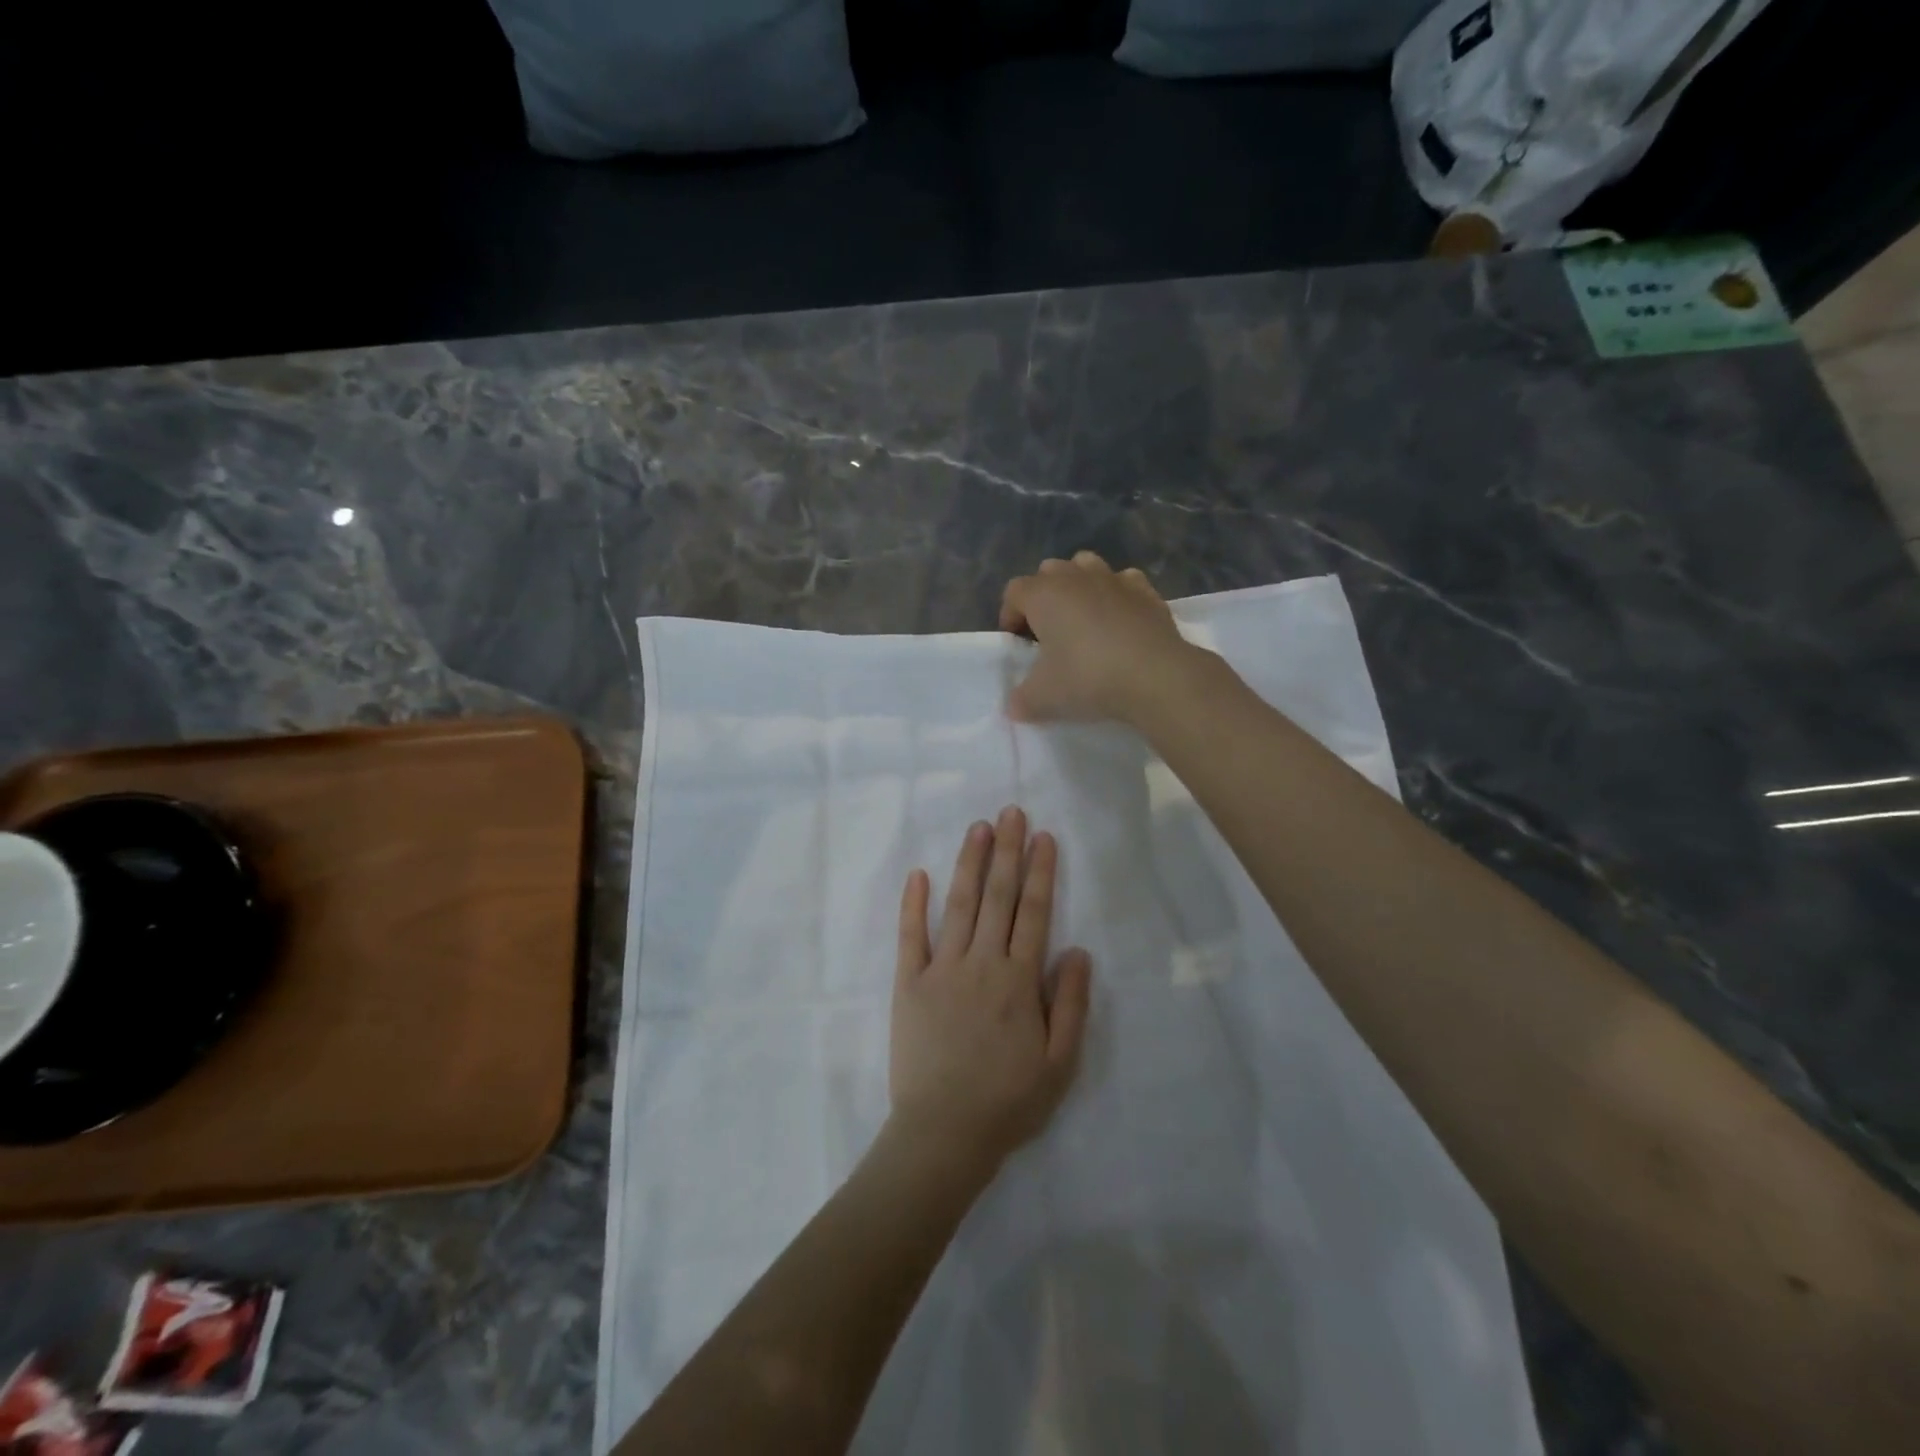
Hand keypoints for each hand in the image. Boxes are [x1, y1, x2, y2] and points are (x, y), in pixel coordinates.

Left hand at [890, 807, 1092, 1175]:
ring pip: (959, 905)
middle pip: (998, 897)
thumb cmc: (1008, 1102)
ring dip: (970, 864)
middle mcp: (981, 963)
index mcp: (1018, 980)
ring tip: (979, 828)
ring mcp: (941, 969)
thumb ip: (1070, 1004)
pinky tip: (918, 873)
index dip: (1040, 872)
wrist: (943, 1134)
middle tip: (1011, 812)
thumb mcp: (1059, 1063)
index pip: (1033, 912)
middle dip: (1007, 852)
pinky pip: (910, 936)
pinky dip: (913, 904)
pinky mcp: (908, 983)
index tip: (1043, 836)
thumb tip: (1077, 950)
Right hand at [999, 552, 1198, 724]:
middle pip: (1048, 572)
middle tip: (1048, 632)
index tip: (1018, 644)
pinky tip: (1120, 620)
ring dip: (1078, 586)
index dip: (1009, 616)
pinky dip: (1117, 595)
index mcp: (1044, 594)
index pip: (1014, 592)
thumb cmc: (1088, 678)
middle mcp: (1076, 576)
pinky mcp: (1146, 590)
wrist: (1155, 676)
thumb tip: (1016, 705)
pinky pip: (1123, 582)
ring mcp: (1114, 579)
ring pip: (1086, 565)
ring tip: (1083, 619)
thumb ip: (1021, 700)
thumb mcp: (1042, 698)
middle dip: (1043, 597)